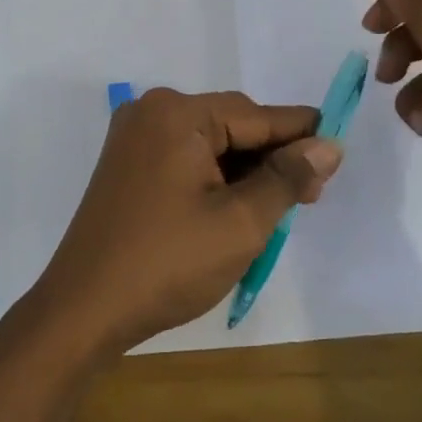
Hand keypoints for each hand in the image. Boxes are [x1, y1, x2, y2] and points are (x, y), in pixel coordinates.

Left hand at [30, 89, 342, 355]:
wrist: (83, 310)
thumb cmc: (167, 263)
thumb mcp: (240, 223)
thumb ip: (287, 178)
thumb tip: (328, 145)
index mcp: (178, 113)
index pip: (256, 116)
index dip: (300, 133)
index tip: (338, 149)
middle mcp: (153, 111)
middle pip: (231, 125)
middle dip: (271, 158)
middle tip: (311, 196)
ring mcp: (134, 137)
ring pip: (209, 143)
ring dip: (245, 171)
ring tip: (279, 207)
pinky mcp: (127, 164)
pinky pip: (185, 157)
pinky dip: (215, 178)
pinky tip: (237, 205)